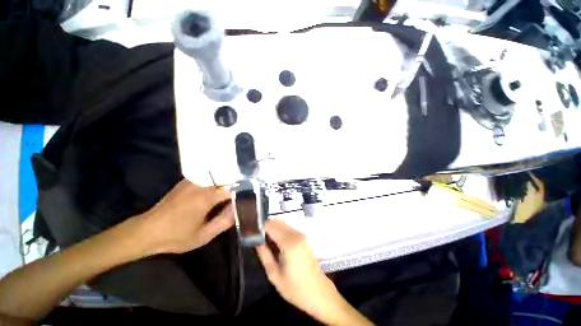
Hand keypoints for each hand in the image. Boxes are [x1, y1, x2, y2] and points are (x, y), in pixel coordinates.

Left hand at [138, 179, 233, 253]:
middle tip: (236, 199)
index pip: (232, 189)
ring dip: (225, 184)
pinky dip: (215, 182)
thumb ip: (224, 221)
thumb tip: (238, 209)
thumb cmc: (176, 236)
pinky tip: (214, 192)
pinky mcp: (186, 181)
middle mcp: (200, 184)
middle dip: (234, 188)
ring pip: (217, 177)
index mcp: (205, 197)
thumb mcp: (203, 236)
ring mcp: (192, 181)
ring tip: (227, 195)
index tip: (243, 201)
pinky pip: (207, 178)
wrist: (147, 231)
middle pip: (226, 180)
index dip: (240, 194)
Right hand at [256, 220, 372, 325]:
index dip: (260, 227)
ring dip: (272, 229)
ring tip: (264, 243)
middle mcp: (296, 234)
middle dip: (266, 227)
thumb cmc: (296, 288)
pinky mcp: (303, 238)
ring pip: (282, 224)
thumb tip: (256, 241)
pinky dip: (279, 232)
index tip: (251, 233)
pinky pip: (288, 229)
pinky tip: (275, 244)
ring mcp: (301, 235)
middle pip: (277, 222)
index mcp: (289, 242)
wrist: (319, 293)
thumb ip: (264, 255)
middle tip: (256, 239)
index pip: (271, 225)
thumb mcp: (275, 275)